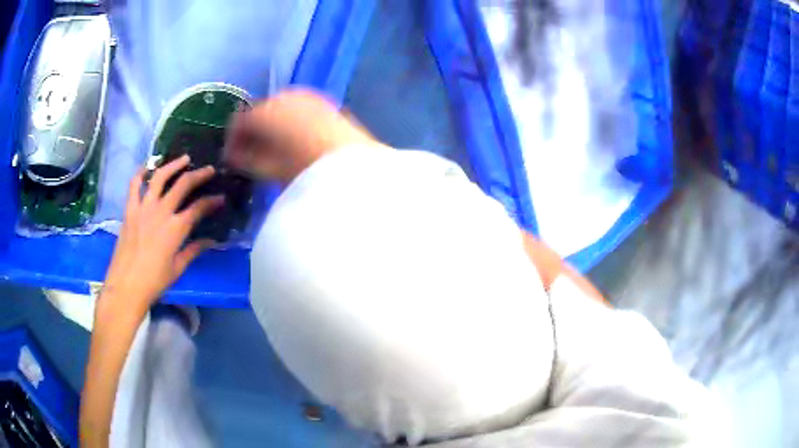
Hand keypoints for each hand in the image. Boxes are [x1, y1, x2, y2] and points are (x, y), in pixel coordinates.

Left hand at [100, 155, 223, 314]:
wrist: (126, 286)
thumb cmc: (154, 281)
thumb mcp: (177, 268)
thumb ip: (193, 250)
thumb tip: (211, 241)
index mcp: (176, 229)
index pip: (198, 208)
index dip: (212, 201)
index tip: (221, 198)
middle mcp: (161, 212)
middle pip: (183, 184)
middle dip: (199, 175)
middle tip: (208, 169)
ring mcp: (144, 208)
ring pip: (160, 177)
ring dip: (173, 165)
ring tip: (184, 159)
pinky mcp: (130, 209)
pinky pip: (134, 185)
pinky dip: (141, 173)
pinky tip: (147, 168)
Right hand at [224, 88, 377, 184]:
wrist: (351, 162)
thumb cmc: (303, 168)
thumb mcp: (269, 169)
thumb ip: (246, 160)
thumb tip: (234, 156)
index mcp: (263, 112)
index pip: (238, 122)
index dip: (232, 141)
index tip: (232, 159)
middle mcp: (282, 97)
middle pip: (259, 112)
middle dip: (253, 132)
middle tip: (252, 155)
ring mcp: (306, 96)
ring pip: (279, 108)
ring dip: (272, 126)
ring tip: (274, 150)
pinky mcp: (325, 102)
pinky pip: (299, 109)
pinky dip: (291, 121)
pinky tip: (296, 141)